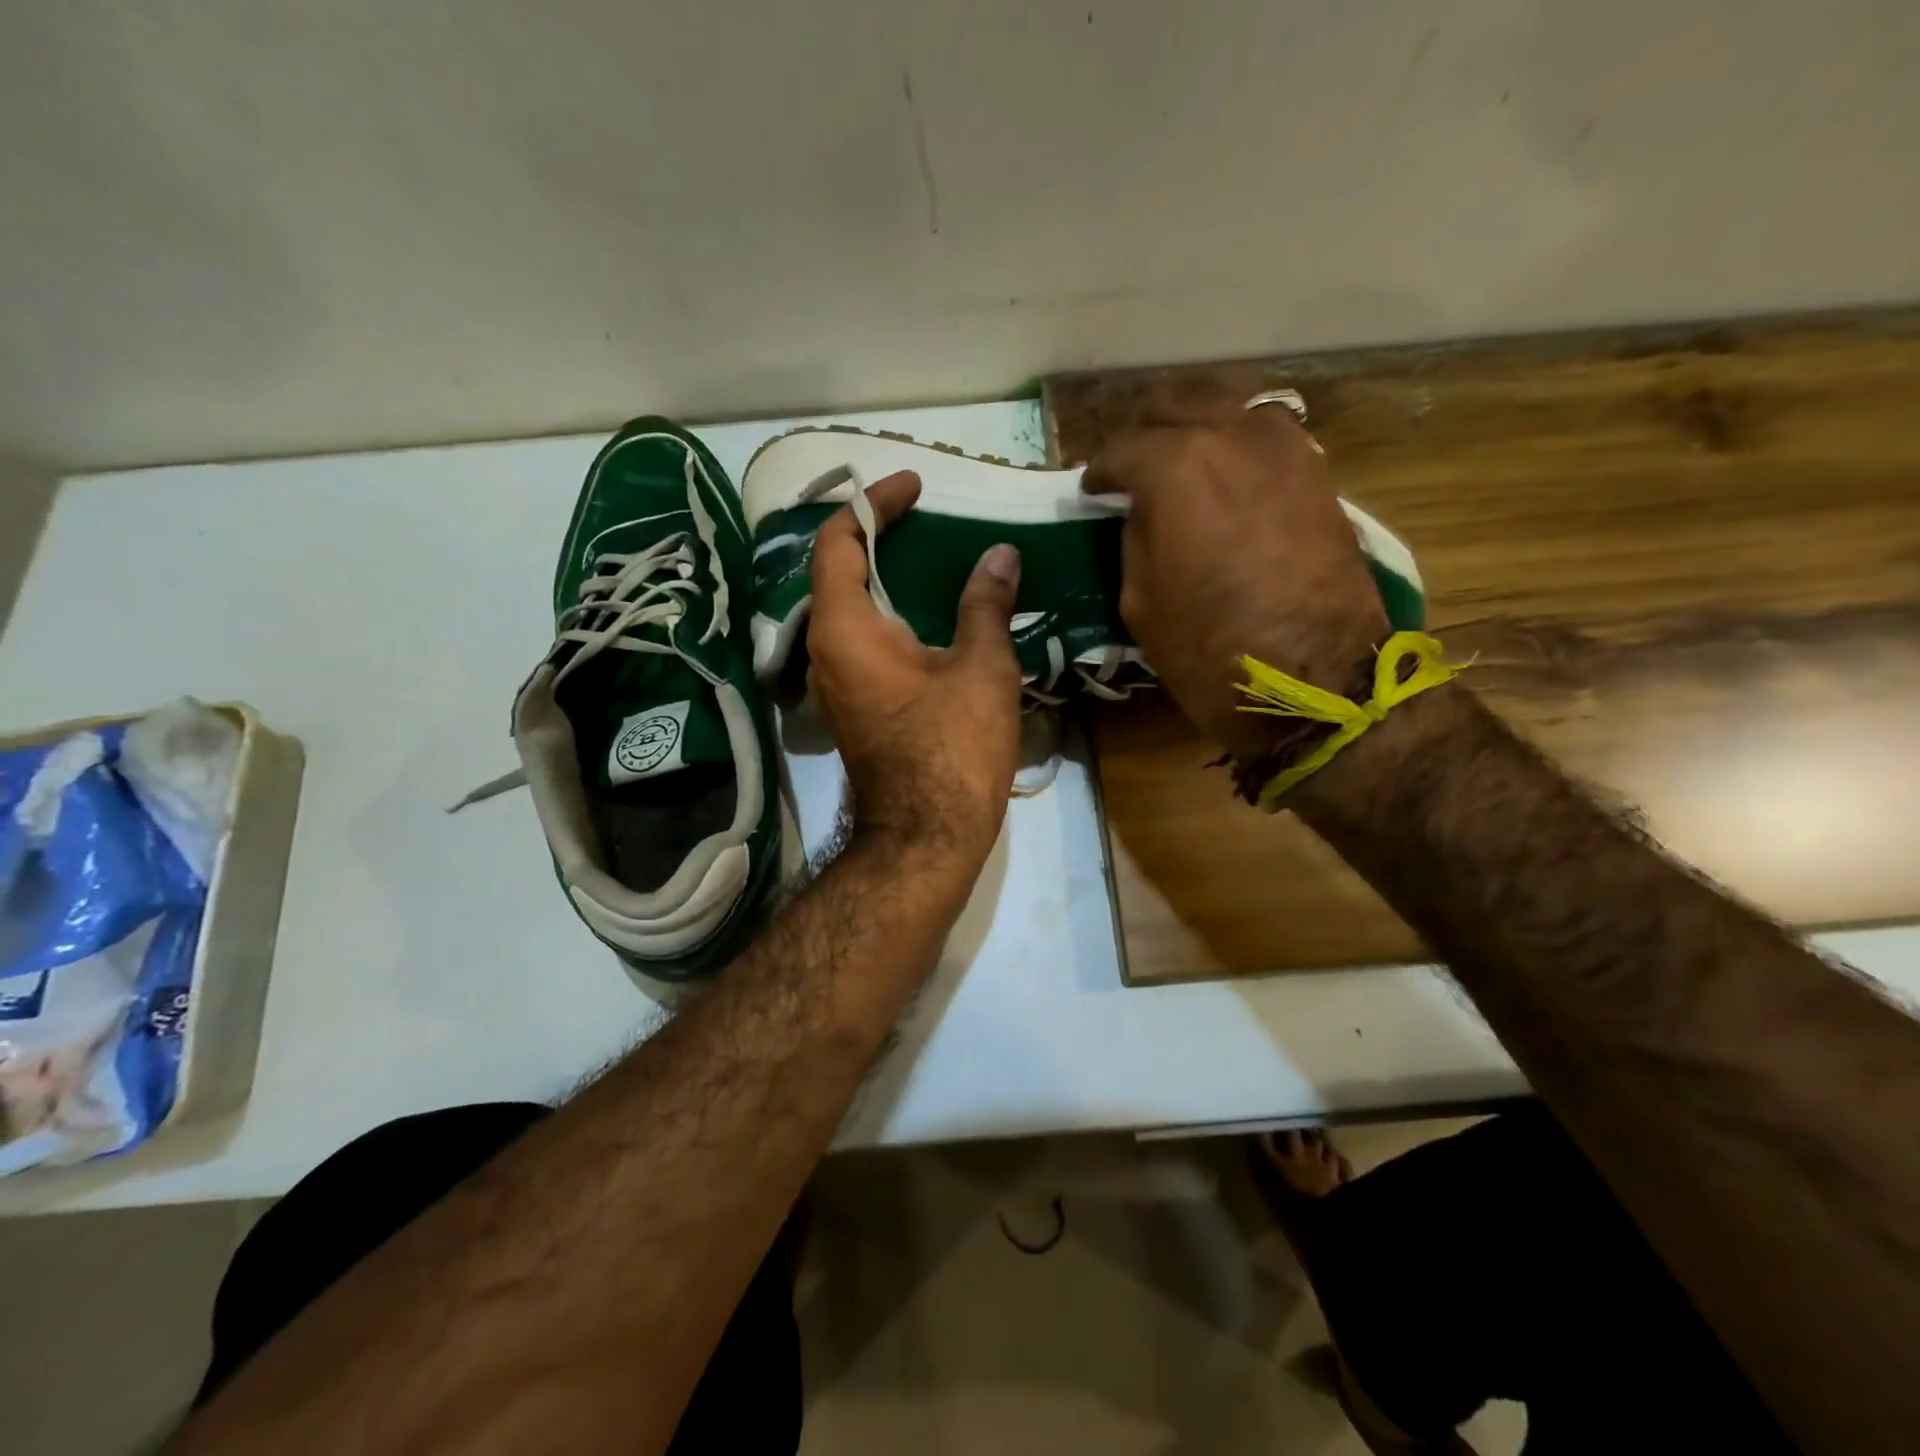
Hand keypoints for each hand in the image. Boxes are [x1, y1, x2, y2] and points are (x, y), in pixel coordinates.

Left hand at [806, 471, 1023, 870]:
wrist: (926, 836)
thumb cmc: (952, 749)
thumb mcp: (980, 668)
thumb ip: (986, 604)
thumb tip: (1000, 555)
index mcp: (845, 628)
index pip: (838, 541)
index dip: (872, 504)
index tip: (915, 488)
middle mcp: (824, 649)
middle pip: (838, 572)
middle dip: (877, 536)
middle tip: (926, 519)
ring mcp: (834, 682)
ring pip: (849, 609)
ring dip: (884, 578)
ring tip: (934, 558)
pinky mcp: (851, 705)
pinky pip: (861, 641)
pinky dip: (889, 614)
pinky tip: (931, 615)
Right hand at [1082, 387, 1388, 762]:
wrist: (1314, 678)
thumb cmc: (1209, 648)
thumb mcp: (1140, 599)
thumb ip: (1136, 537)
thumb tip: (1145, 510)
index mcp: (1176, 466)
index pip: (1123, 449)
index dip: (1101, 471)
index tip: (1093, 490)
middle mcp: (1231, 435)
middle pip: (1177, 405)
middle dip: (1147, 432)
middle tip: (1133, 467)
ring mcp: (1284, 448)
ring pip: (1227, 408)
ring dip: (1197, 429)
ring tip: (1181, 462)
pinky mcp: (1318, 472)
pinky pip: (1265, 437)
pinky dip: (1238, 446)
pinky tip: (1226, 476)